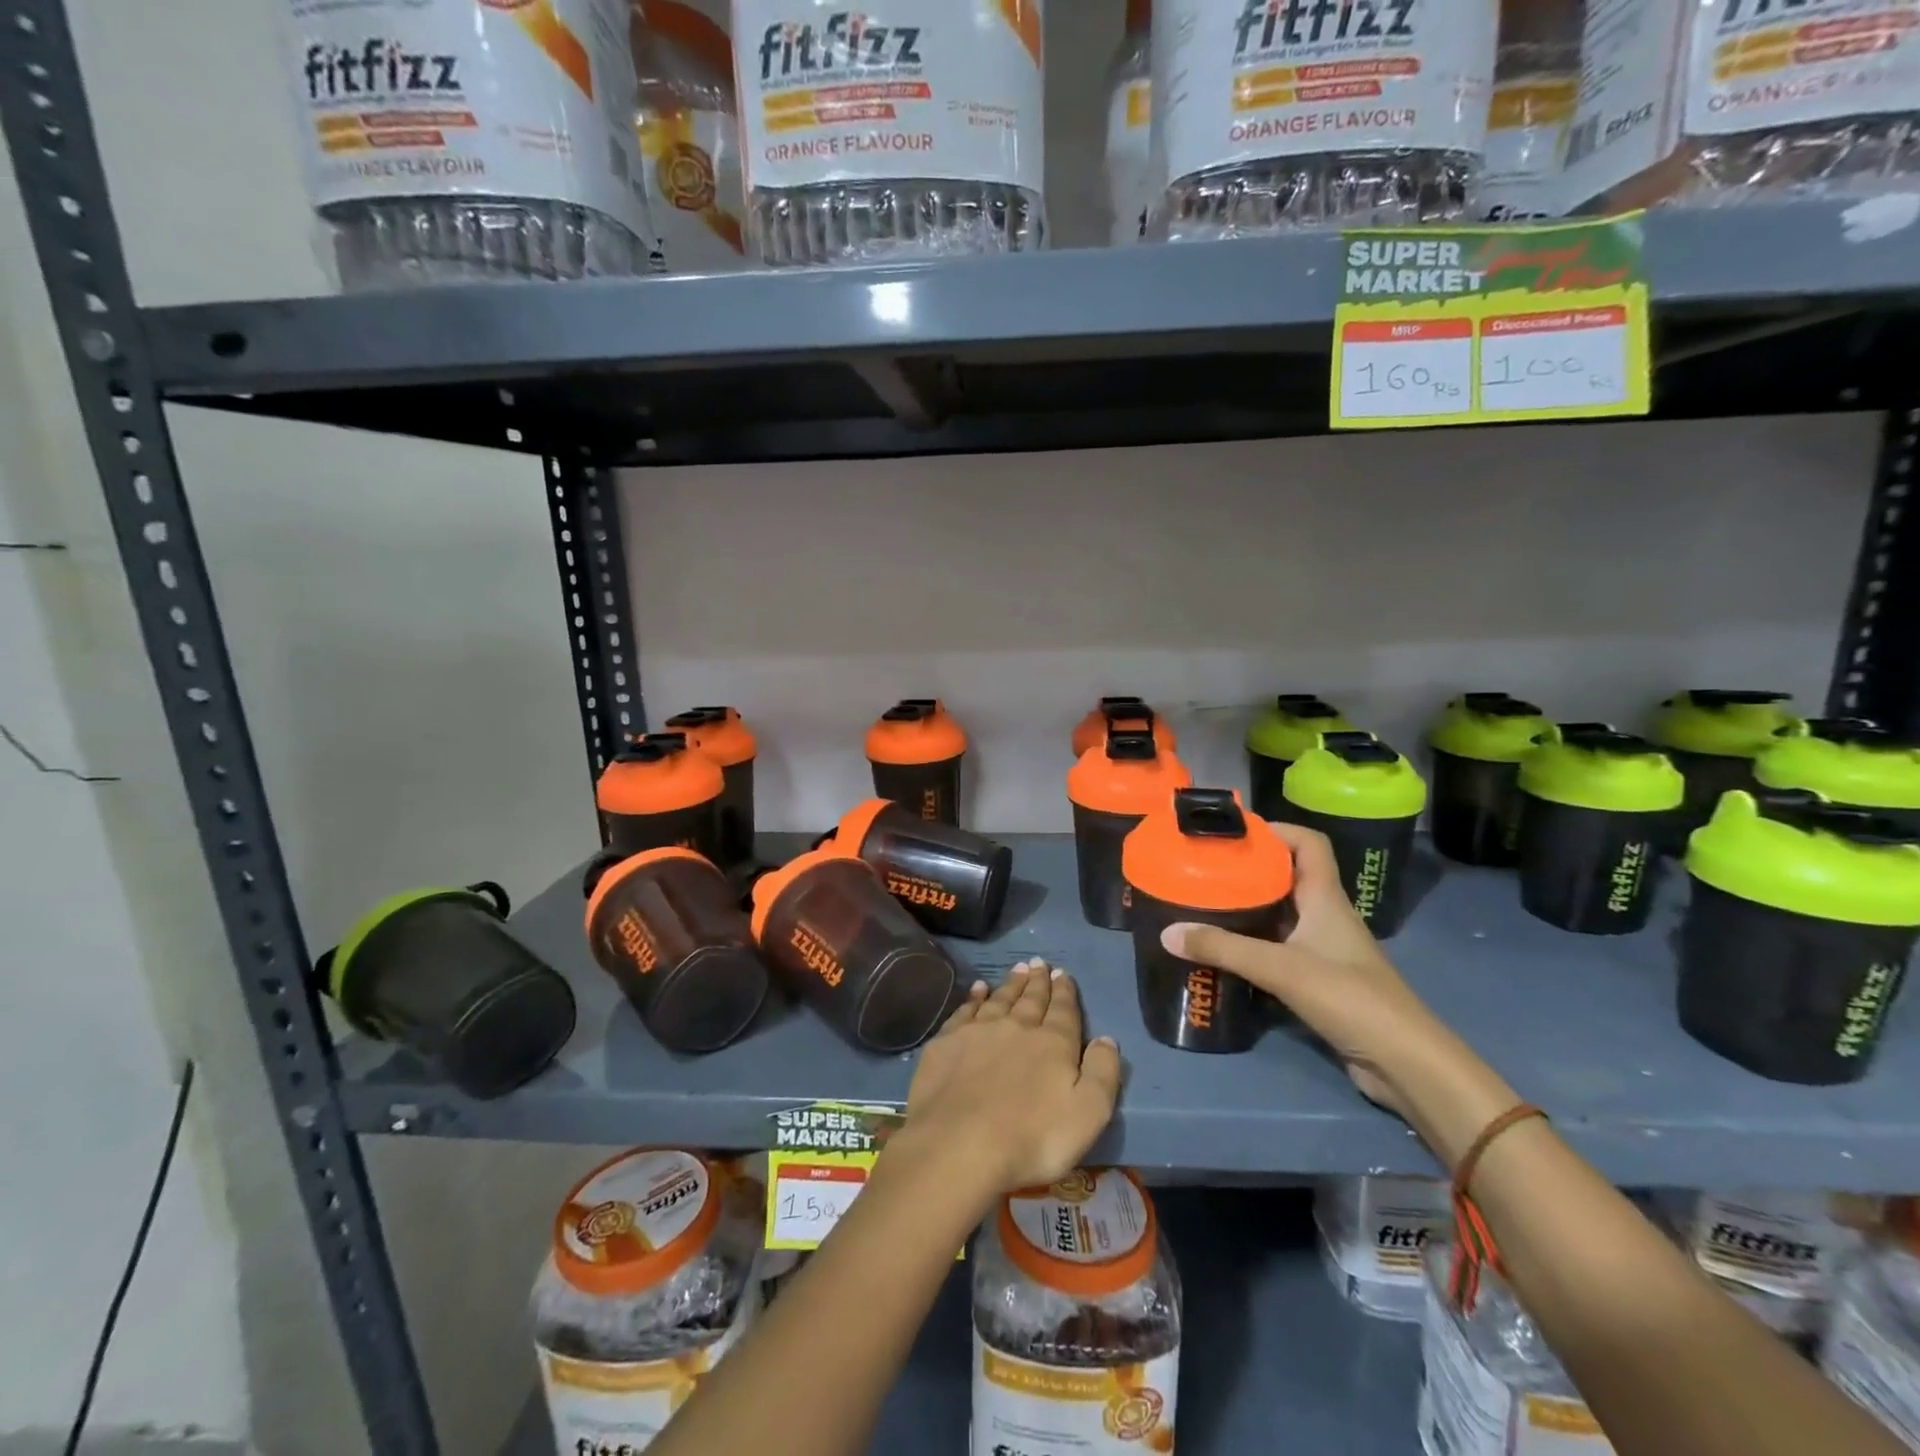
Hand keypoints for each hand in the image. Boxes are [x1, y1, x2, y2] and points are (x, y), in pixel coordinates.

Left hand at [898, 960, 1121, 1199]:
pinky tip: (978, 989)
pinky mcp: (947, 1043)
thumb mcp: (1088, 1114)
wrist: (960, 1145)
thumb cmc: (1033, 1138)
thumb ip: (1102, 1073)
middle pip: (1030, 999)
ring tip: (1018, 968)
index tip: (1063, 973)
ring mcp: (978, 1032)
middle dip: (1038, 981)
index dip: (1065, 991)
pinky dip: (974, 997)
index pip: (1063, 1010)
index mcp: (1052, 1043)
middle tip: (1039, 963)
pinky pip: (965, 1010)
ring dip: (1011, 983)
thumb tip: (1106, 1038)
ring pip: (999, 999)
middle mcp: (1016, 1027)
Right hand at [1160, 823, 1513, 1160]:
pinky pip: (1279, 948)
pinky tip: (1224, 950)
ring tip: (1204, 903)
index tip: (1233, 831)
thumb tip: (1167, 932)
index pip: (1308, 844)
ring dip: (1248, 906)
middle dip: (1249, 868)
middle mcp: (1326, 916)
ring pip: (1281, 914)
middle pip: (1288, 876)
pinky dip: (1252, 943)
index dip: (1275, 829)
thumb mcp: (1281, 968)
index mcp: (1326, 898)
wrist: (1404, 1063)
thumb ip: (1224, 949)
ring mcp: (1324, 949)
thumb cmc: (1350, 998)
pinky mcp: (1318, 980)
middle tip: (1205, 867)